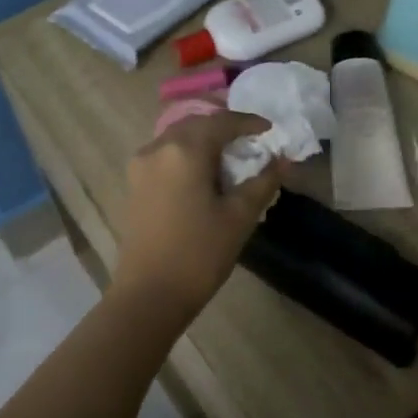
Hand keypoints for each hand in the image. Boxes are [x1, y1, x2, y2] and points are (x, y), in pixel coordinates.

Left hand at [110, 111, 284, 322]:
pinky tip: (203, 176)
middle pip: (196, 125)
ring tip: (229, 159)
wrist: (149, 295)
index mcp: (184, 150)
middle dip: (224, 129)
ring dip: (204, 141)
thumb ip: (263, 182)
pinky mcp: (134, 184)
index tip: (270, 131)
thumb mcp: (239, 217)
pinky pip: (165, 156)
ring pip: (177, 139)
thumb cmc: (199, 254)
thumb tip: (282, 159)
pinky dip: (187, 156)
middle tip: (251, 143)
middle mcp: (157, 148)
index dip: (249, 122)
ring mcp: (140, 166)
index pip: (222, 122)